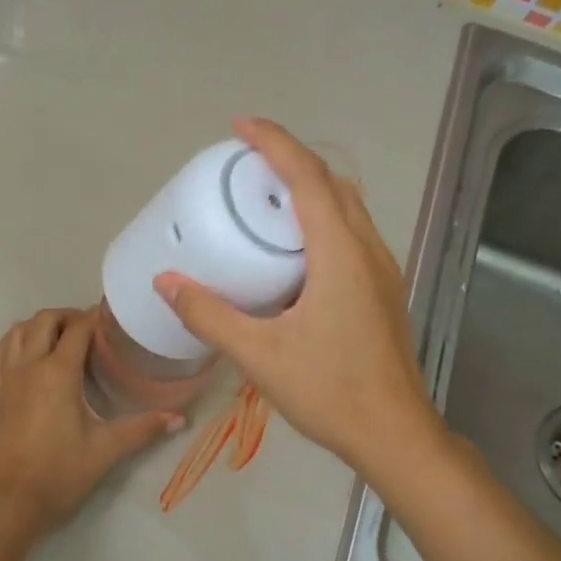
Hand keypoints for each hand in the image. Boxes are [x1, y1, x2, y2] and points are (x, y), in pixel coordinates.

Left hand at [0, 307, 182, 538]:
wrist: (9, 503)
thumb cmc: (59, 474)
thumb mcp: (106, 450)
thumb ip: (143, 429)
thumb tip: (180, 418)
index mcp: (57, 373)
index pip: (78, 328)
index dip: (96, 317)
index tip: (113, 319)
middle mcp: (28, 366)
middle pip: (45, 320)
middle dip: (68, 316)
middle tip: (91, 331)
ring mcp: (6, 379)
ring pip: (18, 331)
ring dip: (40, 325)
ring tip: (61, 338)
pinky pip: (0, 353)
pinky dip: (15, 342)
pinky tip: (28, 354)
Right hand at [154, 118, 437, 477]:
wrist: (393, 434)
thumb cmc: (328, 391)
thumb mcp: (259, 354)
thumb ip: (210, 315)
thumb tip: (167, 282)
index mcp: (340, 254)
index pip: (307, 179)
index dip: (275, 144)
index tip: (240, 126)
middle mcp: (368, 251)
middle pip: (333, 184)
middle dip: (292, 161)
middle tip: (248, 164)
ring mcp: (382, 272)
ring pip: (348, 209)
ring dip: (311, 189)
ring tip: (267, 199)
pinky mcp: (383, 293)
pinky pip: (352, 236)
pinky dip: (323, 220)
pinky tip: (295, 251)